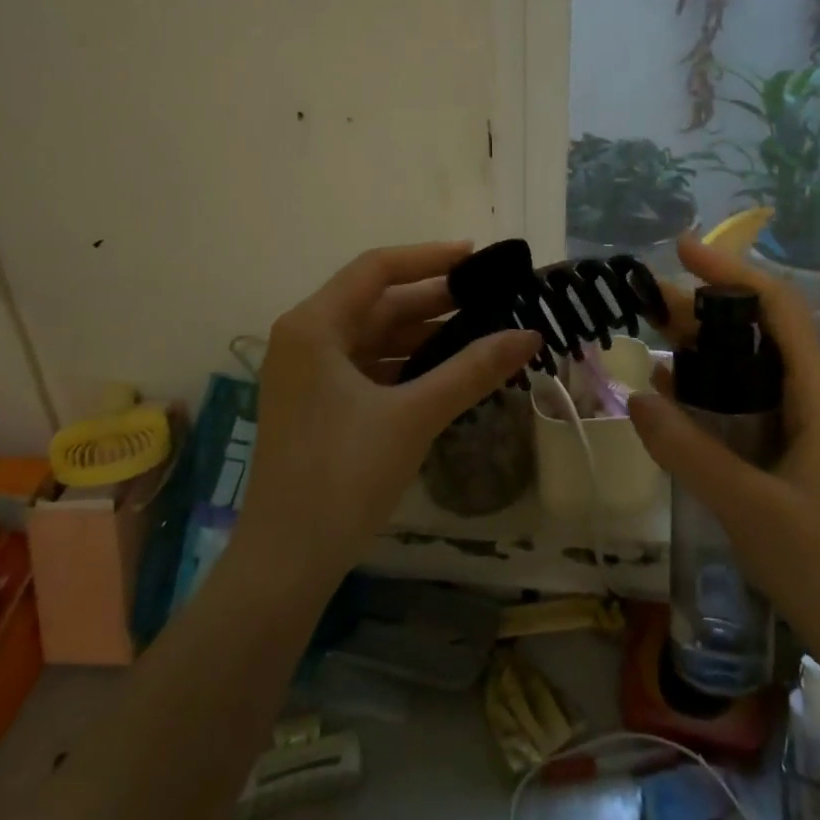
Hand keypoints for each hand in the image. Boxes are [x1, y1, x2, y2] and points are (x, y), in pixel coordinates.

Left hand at [236, 242, 542, 592]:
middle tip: (493, 301)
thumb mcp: (414, 415)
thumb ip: (473, 370)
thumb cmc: (344, 475)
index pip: (377, 269)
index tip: (478, 258)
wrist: (287, 561)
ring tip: (482, 335)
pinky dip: (407, 366)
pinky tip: (448, 373)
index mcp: (313, 326)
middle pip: (377, 303)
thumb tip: (531, 334)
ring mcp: (309, 374)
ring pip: (375, 338)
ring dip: (425, 336)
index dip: (430, 257)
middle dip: (435, 302)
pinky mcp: (318, 405)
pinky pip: (369, 368)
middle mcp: (306, 339)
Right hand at [630, 236, 819, 678]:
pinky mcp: (796, 457)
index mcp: (819, 396)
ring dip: (706, 351)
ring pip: (753, 370)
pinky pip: (750, 407)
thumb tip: (635, 396)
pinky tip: (675, 400)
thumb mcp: (746, 507)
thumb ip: (687, 449)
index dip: (731, 272)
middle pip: (760, 334)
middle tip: (647, 302)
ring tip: (652, 339)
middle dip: (705, 311)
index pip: (778, 309)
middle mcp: (817, 400)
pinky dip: (712, 393)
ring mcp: (808, 430)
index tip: (683, 250)